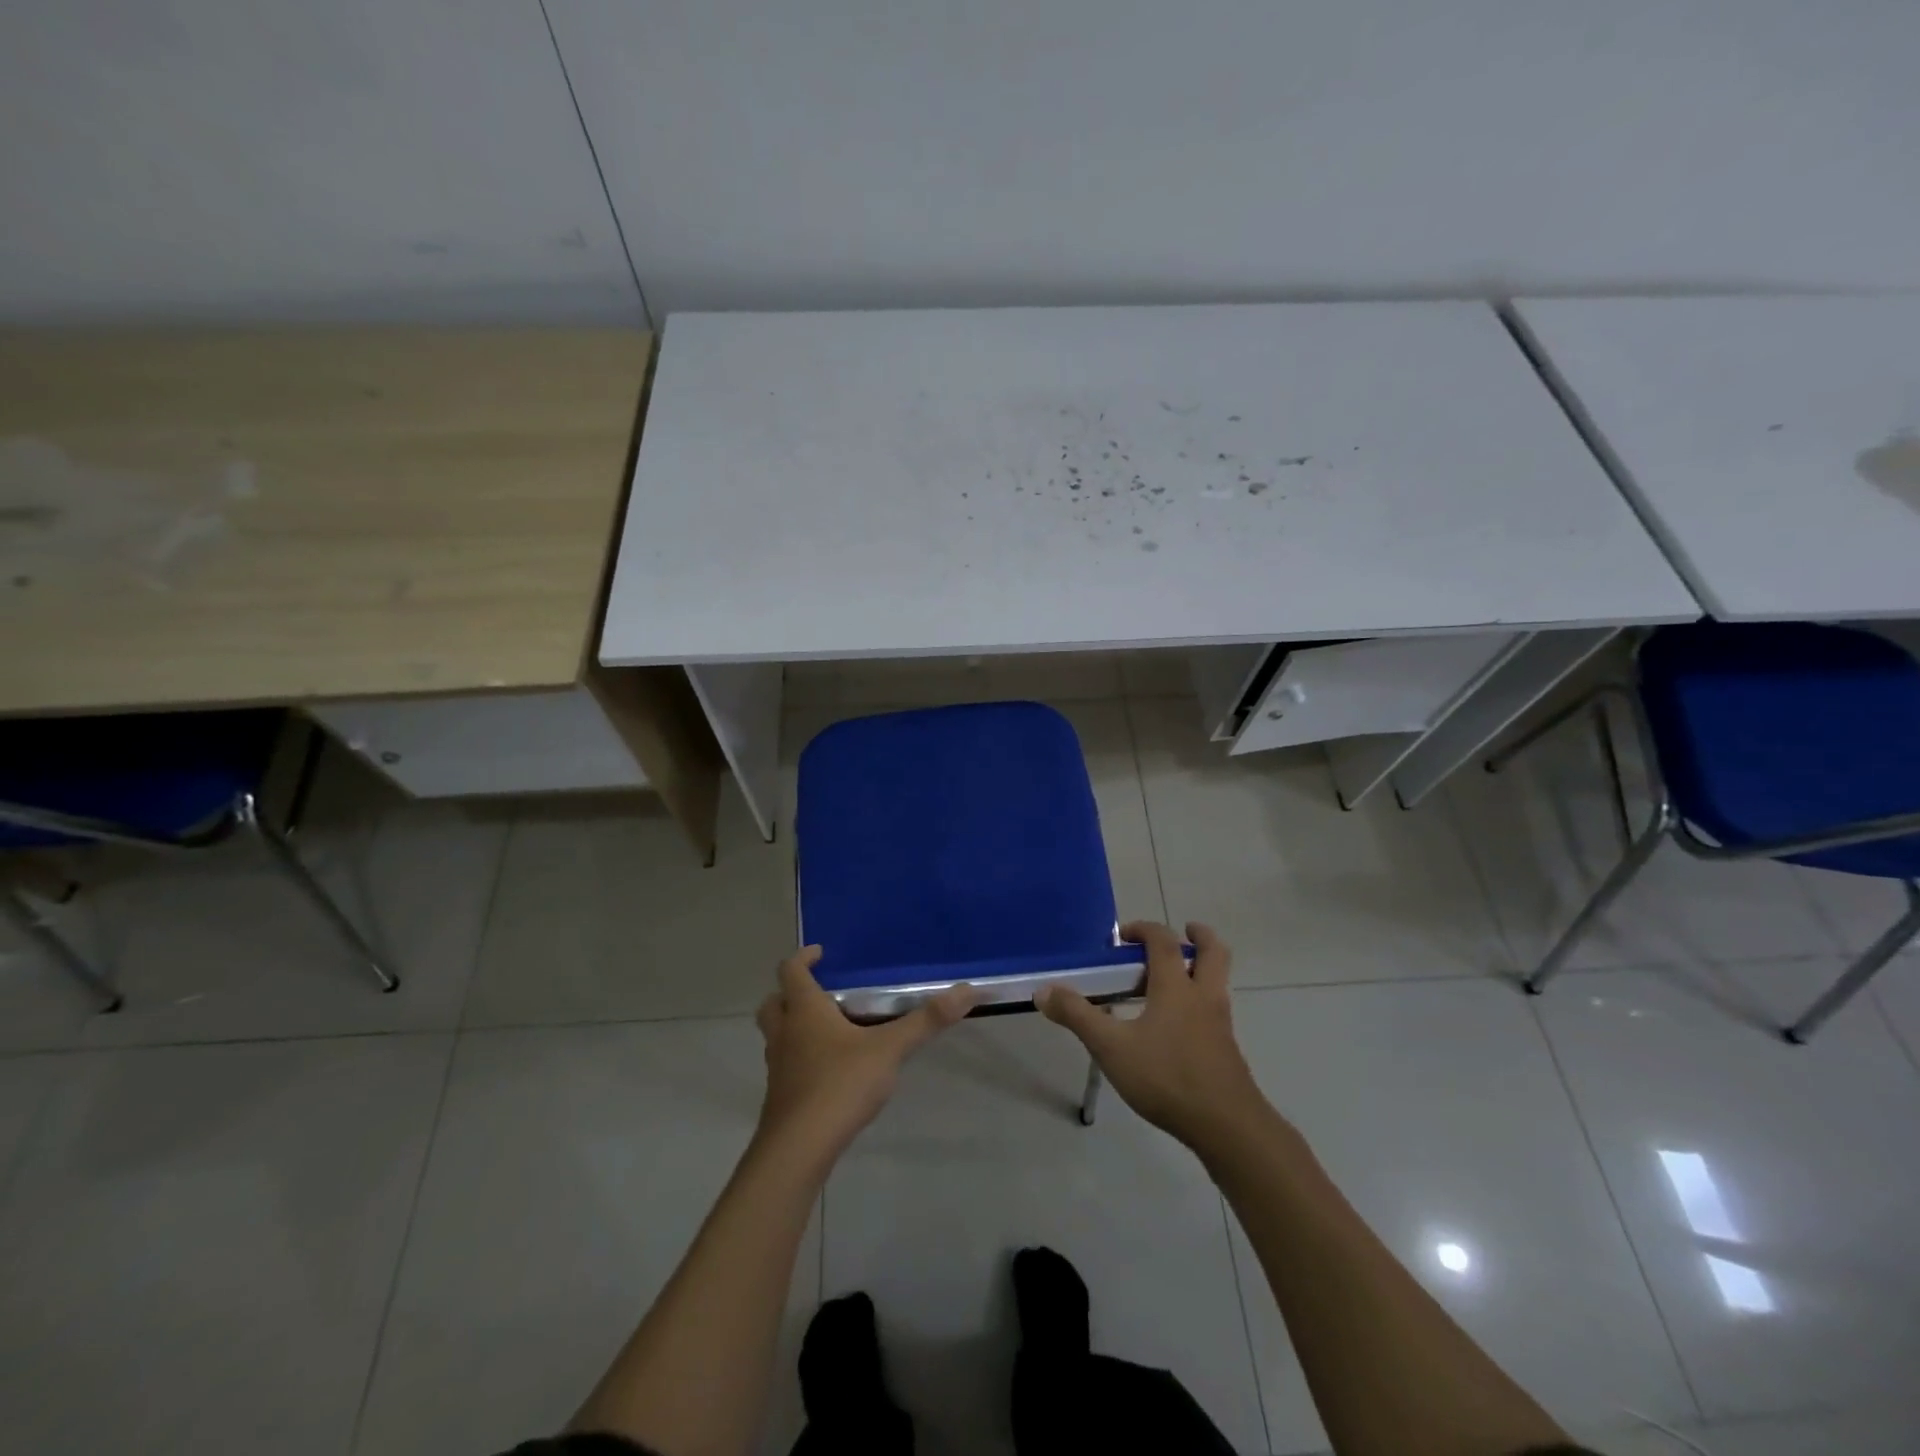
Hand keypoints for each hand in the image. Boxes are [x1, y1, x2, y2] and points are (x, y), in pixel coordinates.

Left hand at [755, 947, 977, 1160]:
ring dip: (793, 1027)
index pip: (791, 971)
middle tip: (819, 992)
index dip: (803, 957)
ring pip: (776, 1036)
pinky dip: (800, 1059)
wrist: (799, 1149)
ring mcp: (778, 1067)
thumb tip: (967, 990)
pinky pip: (785, 1066)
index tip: (820, 953)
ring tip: (827, 1031)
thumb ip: (926, 1021)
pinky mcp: (781, 1097)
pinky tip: (828, 1072)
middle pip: (773, 1003)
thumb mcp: (890, 1049)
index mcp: (805, 1011)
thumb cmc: (840, 1084)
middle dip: (790, 993)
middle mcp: (785, 1033)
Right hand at [1038, 922, 1268, 1152]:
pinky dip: (1199, 1001)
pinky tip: (1175, 1026)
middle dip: (1198, 936)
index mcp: (1176, 987)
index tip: (1123, 935)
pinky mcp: (1226, 1049)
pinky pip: (1215, 1010)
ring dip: (1201, 968)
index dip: (1144, 929)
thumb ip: (1077, 1016)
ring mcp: (1220, 1023)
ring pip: (1218, 980)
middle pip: (1213, 952)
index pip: (1163, 941)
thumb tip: (1043, 991)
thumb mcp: (1111, 1047)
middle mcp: (1203, 996)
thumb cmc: (1167, 1077)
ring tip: (1172, 978)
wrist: (1227, 1126)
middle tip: (1182, 933)